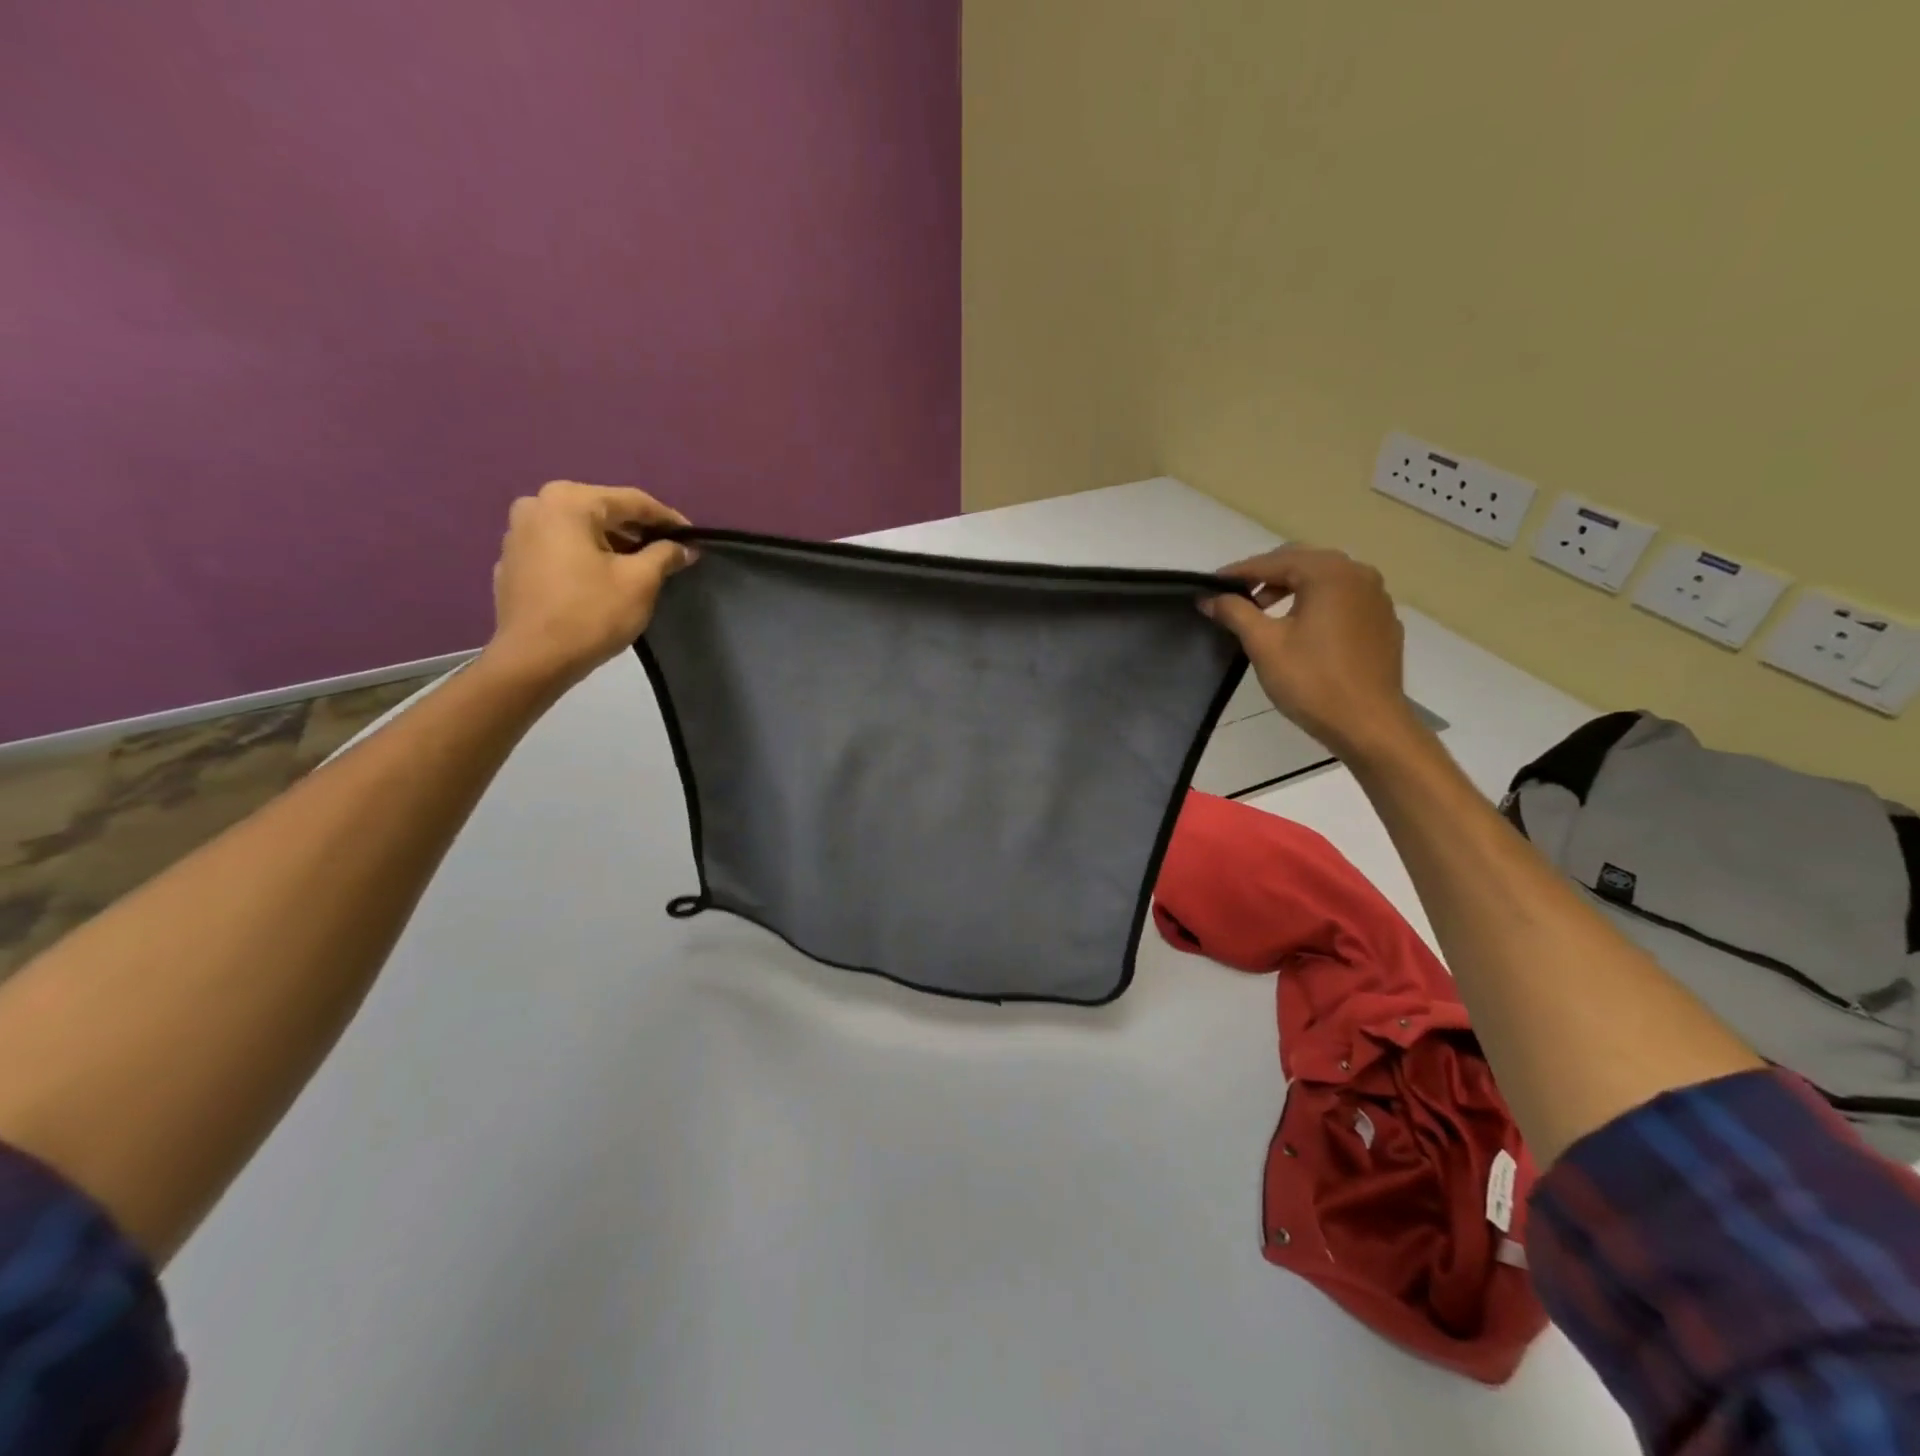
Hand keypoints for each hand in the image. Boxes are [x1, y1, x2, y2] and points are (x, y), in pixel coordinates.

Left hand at [481, 481, 694, 691]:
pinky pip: (558, 549)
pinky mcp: (512, 562)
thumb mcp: (640, 582)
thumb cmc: (591, 614)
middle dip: (637, 530)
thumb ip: (665, 555)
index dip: (667, 519)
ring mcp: (518, 533)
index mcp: (569, 502)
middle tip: (668, 550)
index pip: (632, 501)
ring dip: (610, 543)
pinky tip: (601, 580)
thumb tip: (684, 547)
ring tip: (639, 566)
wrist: (534, 660)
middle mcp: (537, 505)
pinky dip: (583, 557)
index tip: (693, 537)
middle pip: (602, 511)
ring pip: (578, 530)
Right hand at [1202, 545, 1422, 762]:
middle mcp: (1359, 575)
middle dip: (1267, 577)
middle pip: (1303, 563)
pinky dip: (1317, 604)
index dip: (1239, 573)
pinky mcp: (1383, 622)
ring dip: (1292, 589)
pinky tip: (1302, 630)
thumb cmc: (1312, 681)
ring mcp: (1377, 598)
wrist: (1368, 724)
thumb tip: (1209, 597)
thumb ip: (1235, 612)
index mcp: (1329, 574)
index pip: (1274, 562)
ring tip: (1266, 615)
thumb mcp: (1264, 644)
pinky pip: (1344, 600)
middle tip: (1237, 599)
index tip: (1211, 586)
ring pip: (1325, 580)